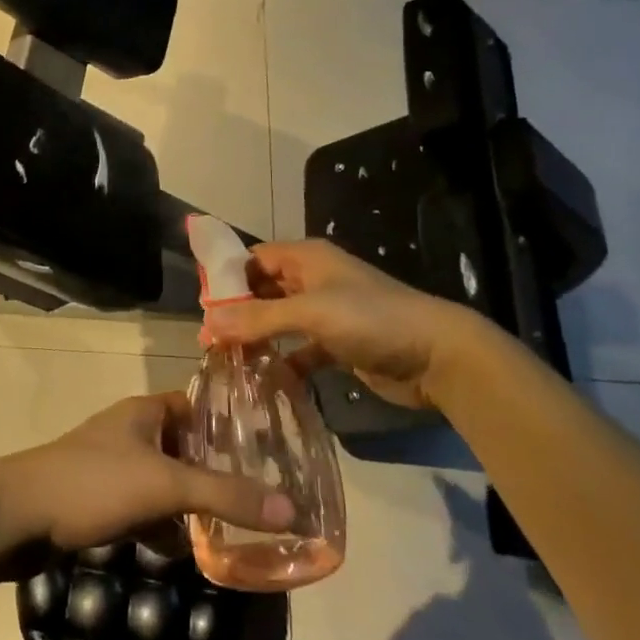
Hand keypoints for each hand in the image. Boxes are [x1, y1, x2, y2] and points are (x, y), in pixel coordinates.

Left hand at [0, 392, 295, 556]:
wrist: (17, 517)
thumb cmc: (94, 484)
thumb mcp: (166, 486)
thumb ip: (225, 496)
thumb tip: (290, 509)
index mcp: (146, 412)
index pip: (199, 407)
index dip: (231, 426)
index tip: (270, 452)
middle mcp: (131, 432)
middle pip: (186, 448)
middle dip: (217, 474)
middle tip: (259, 499)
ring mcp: (112, 466)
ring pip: (165, 482)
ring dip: (190, 505)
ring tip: (231, 529)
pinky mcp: (98, 500)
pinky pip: (143, 509)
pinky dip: (162, 527)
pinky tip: (183, 552)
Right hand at [200, 239, 494, 408]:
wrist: (437, 355)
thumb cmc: (371, 319)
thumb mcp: (311, 313)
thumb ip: (258, 318)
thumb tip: (206, 322)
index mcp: (307, 259)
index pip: (255, 259)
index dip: (227, 279)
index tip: (201, 308)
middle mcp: (314, 280)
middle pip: (264, 290)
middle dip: (238, 312)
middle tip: (209, 342)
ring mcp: (328, 313)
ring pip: (280, 321)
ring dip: (258, 338)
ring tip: (227, 362)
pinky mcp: (339, 345)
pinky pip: (301, 350)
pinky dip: (284, 362)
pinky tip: (265, 380)